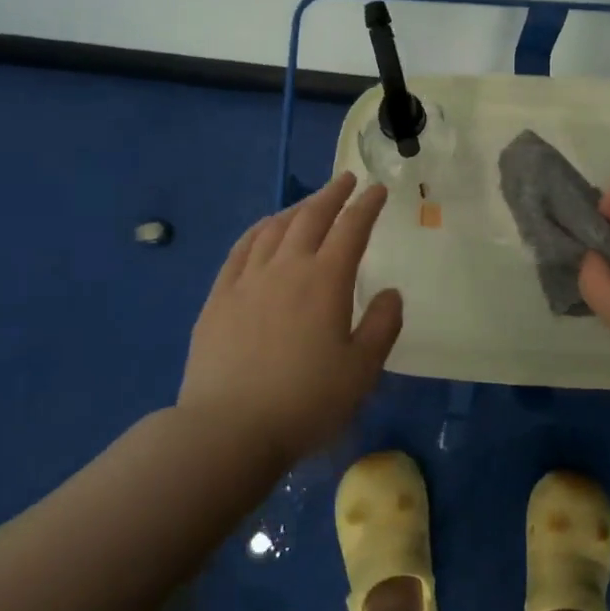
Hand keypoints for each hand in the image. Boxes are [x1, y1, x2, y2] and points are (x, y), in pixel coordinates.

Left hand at [180, 172, 402, 463]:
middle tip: (346, 180)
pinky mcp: (219, 298)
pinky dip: (258, 230)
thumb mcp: (362, 371)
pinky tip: (264, 229)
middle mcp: (286, 268)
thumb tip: (390, 293)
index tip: (378, 189)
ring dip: (297, 208)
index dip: (367, 206)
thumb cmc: (305, 402)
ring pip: (275, 228)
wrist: (227, 430)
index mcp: (325, 281)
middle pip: (311, 217)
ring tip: (310, 202)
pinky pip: (241, 249)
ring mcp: (247, 280)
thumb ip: (382, 326)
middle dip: (332, 195)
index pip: (352, 229)